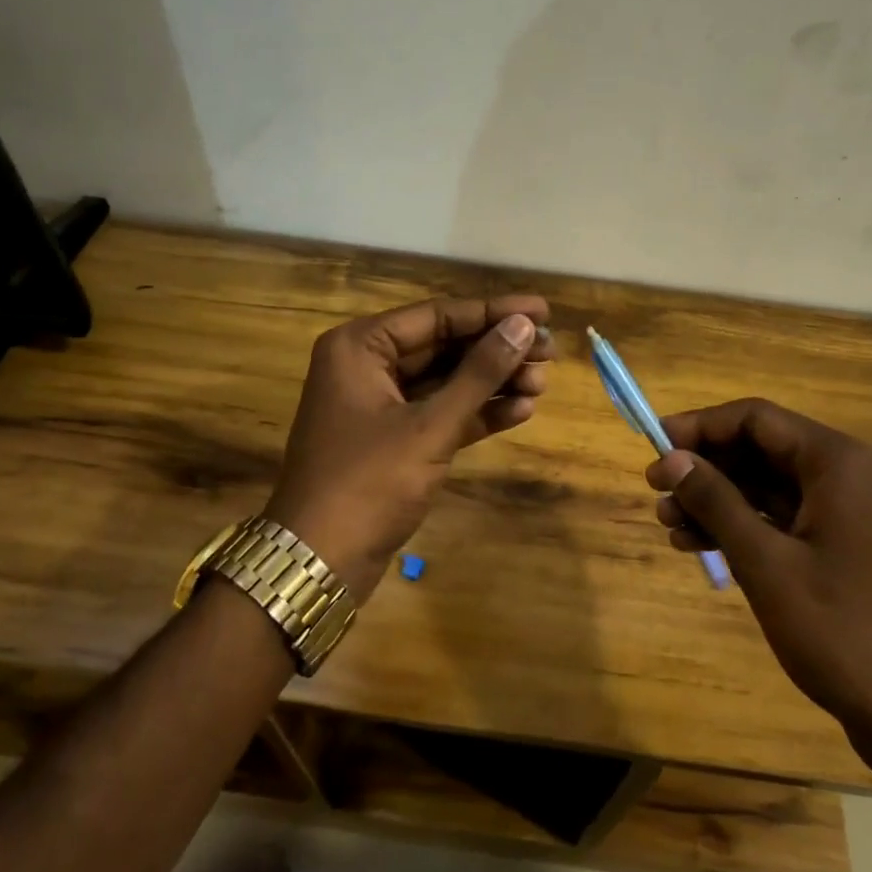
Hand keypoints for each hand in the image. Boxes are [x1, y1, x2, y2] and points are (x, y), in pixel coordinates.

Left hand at [264, 295, 554, 599]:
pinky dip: (477, 412)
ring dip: (493, 382)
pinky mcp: (394, 439)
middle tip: (551, 351)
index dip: (493, 312)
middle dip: (497, 350)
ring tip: (543, 383)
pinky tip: (521, 410)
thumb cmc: (369, 482)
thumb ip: (479, 373)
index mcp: (361, 346)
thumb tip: (523, 326)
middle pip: (445, 346)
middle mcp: (368, 365)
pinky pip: (441, 413)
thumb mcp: (430, 425)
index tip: (543, 309)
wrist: (320, 562)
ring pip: (446, 380)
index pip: (438, 316)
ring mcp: (380, 404)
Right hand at [646, 399, 871, 737]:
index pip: (756, 419)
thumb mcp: (765, 563)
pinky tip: (705, 547)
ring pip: (775, 488)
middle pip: (765, 450)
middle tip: (656, 492)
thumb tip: (670, 458)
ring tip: (670, 526)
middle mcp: (854, 475)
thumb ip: (715, 501)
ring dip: (722, 501)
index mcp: (840, 463)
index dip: (700, 427)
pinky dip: (750, 527)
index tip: (654, 447)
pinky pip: (792, 519)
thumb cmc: (841, 632)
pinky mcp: (857, 549)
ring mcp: (859, 514)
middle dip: (707, 469)